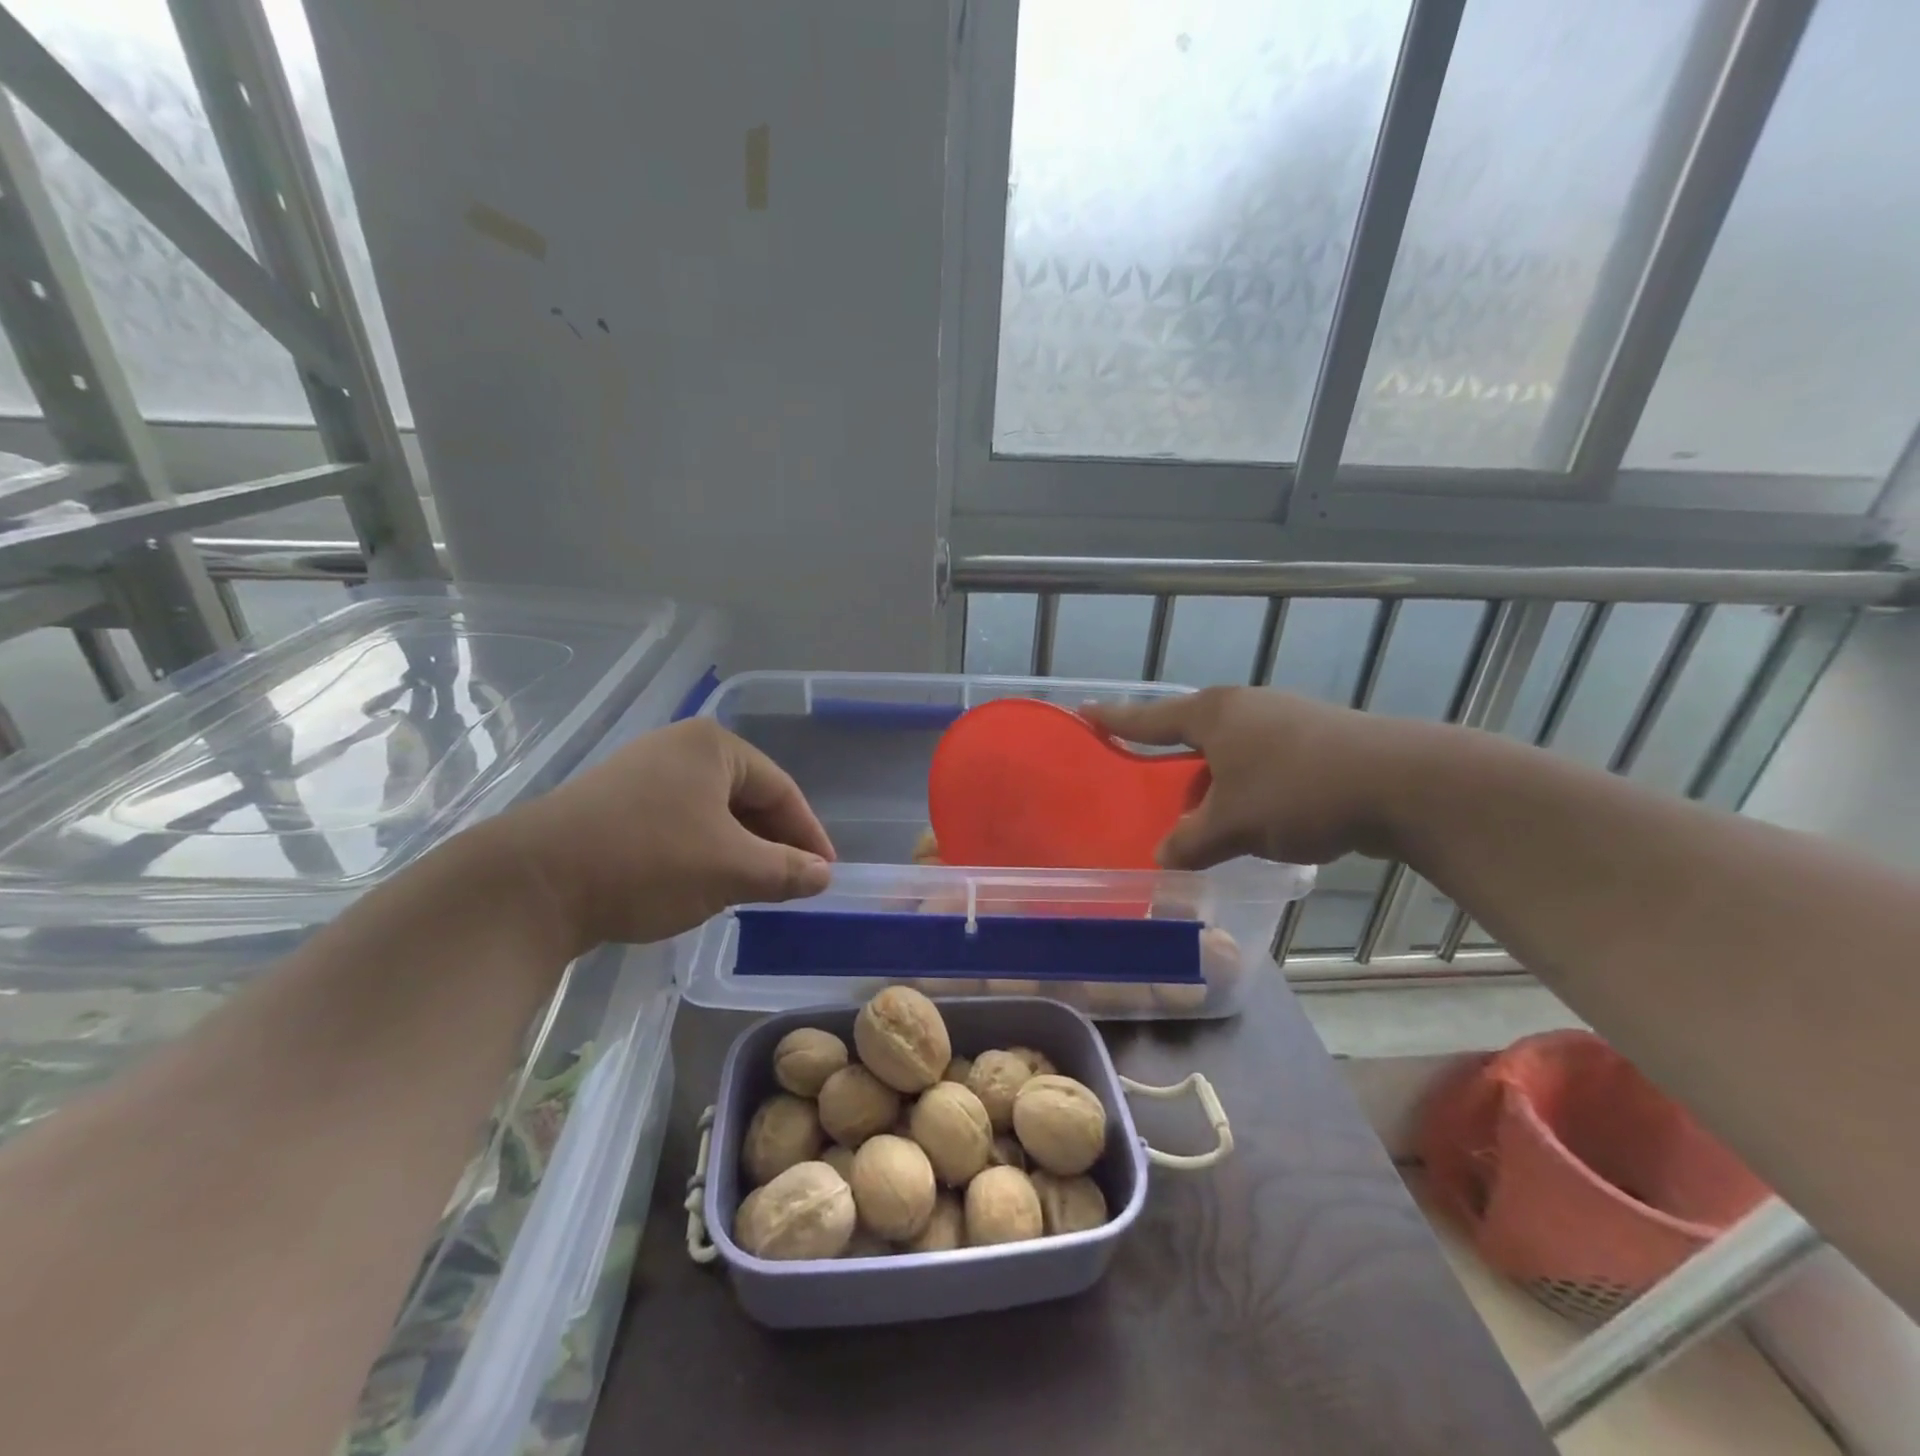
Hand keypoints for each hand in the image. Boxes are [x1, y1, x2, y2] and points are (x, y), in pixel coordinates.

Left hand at [505, 717, 835, 951]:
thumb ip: (786, 871)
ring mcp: (640, 773)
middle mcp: (678, 747)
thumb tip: (823, 875)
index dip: (808, 834)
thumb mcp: (731, 869)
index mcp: (714, 746)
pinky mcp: (612, 803)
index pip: (781, 789)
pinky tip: (701, 881)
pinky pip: (678, 822)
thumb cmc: (648, 861)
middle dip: (772, 842)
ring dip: (738, 849)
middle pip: (746, 797)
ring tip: (752, 886)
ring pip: (711, 812)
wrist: (531, 883)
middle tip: (792, 882)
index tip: (826, 873)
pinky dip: (702, 850)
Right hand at [1082, 688, 1426, 868]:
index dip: (1115, 718)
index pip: (1150, 717)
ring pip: (1232, 753)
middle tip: (1159, 794)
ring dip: (1218, 785)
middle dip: (1176, 767)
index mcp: (1215, 713)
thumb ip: (1190, 842)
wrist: (1404, 783)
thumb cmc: (1298, 791)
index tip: (1085, 711)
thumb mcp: (1231, 824)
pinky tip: (1261, 820)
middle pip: (1194, 735)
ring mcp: (1286, 719)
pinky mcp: (1319, 739)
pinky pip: (1264, 764)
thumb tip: (1164, 859)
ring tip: (1216, 823)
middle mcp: (1246, 707)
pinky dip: (1252, 790)